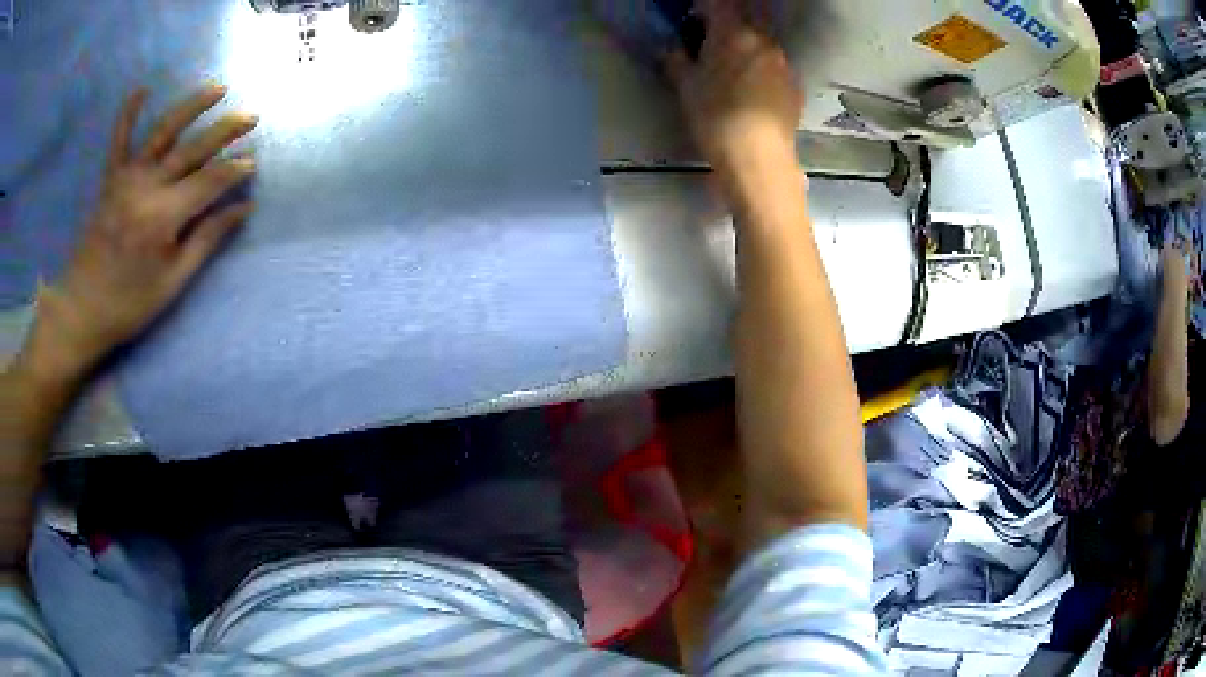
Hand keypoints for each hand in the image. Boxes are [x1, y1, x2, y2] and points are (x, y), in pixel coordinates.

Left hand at [31, 85, 256, 378]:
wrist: (82, 310)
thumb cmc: (129, 304)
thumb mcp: (172, 282)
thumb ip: (206, 239)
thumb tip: (242, 208)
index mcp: (163, 218)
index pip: (209, 182)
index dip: (234, 170)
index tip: (253, 164)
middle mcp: (147, 188)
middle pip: (193, 149)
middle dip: (225, 130)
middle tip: (252, 116)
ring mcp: (126, 179)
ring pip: (164, 132)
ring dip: (192, 106)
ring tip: (218, 88)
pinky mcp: (110, 180)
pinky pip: (119, 140)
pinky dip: (128, 113)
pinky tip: (143, 89)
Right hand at [666, 0, 801, 185]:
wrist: (758, 159)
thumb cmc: (715, 117)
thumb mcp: (685, 87)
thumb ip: (676, 59)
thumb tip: (672, 47)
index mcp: (733, 32)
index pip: (718, 3)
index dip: (702, 7)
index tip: (691, 18)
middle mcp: (763, 40)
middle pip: (743, 20)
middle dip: (725, 26)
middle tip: (708, 44)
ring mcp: (783, 63)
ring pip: (761, 43)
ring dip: (745, 48)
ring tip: (731, 71)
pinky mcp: (795, 86)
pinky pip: (774, 66)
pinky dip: (761, 68)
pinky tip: (751, 91)